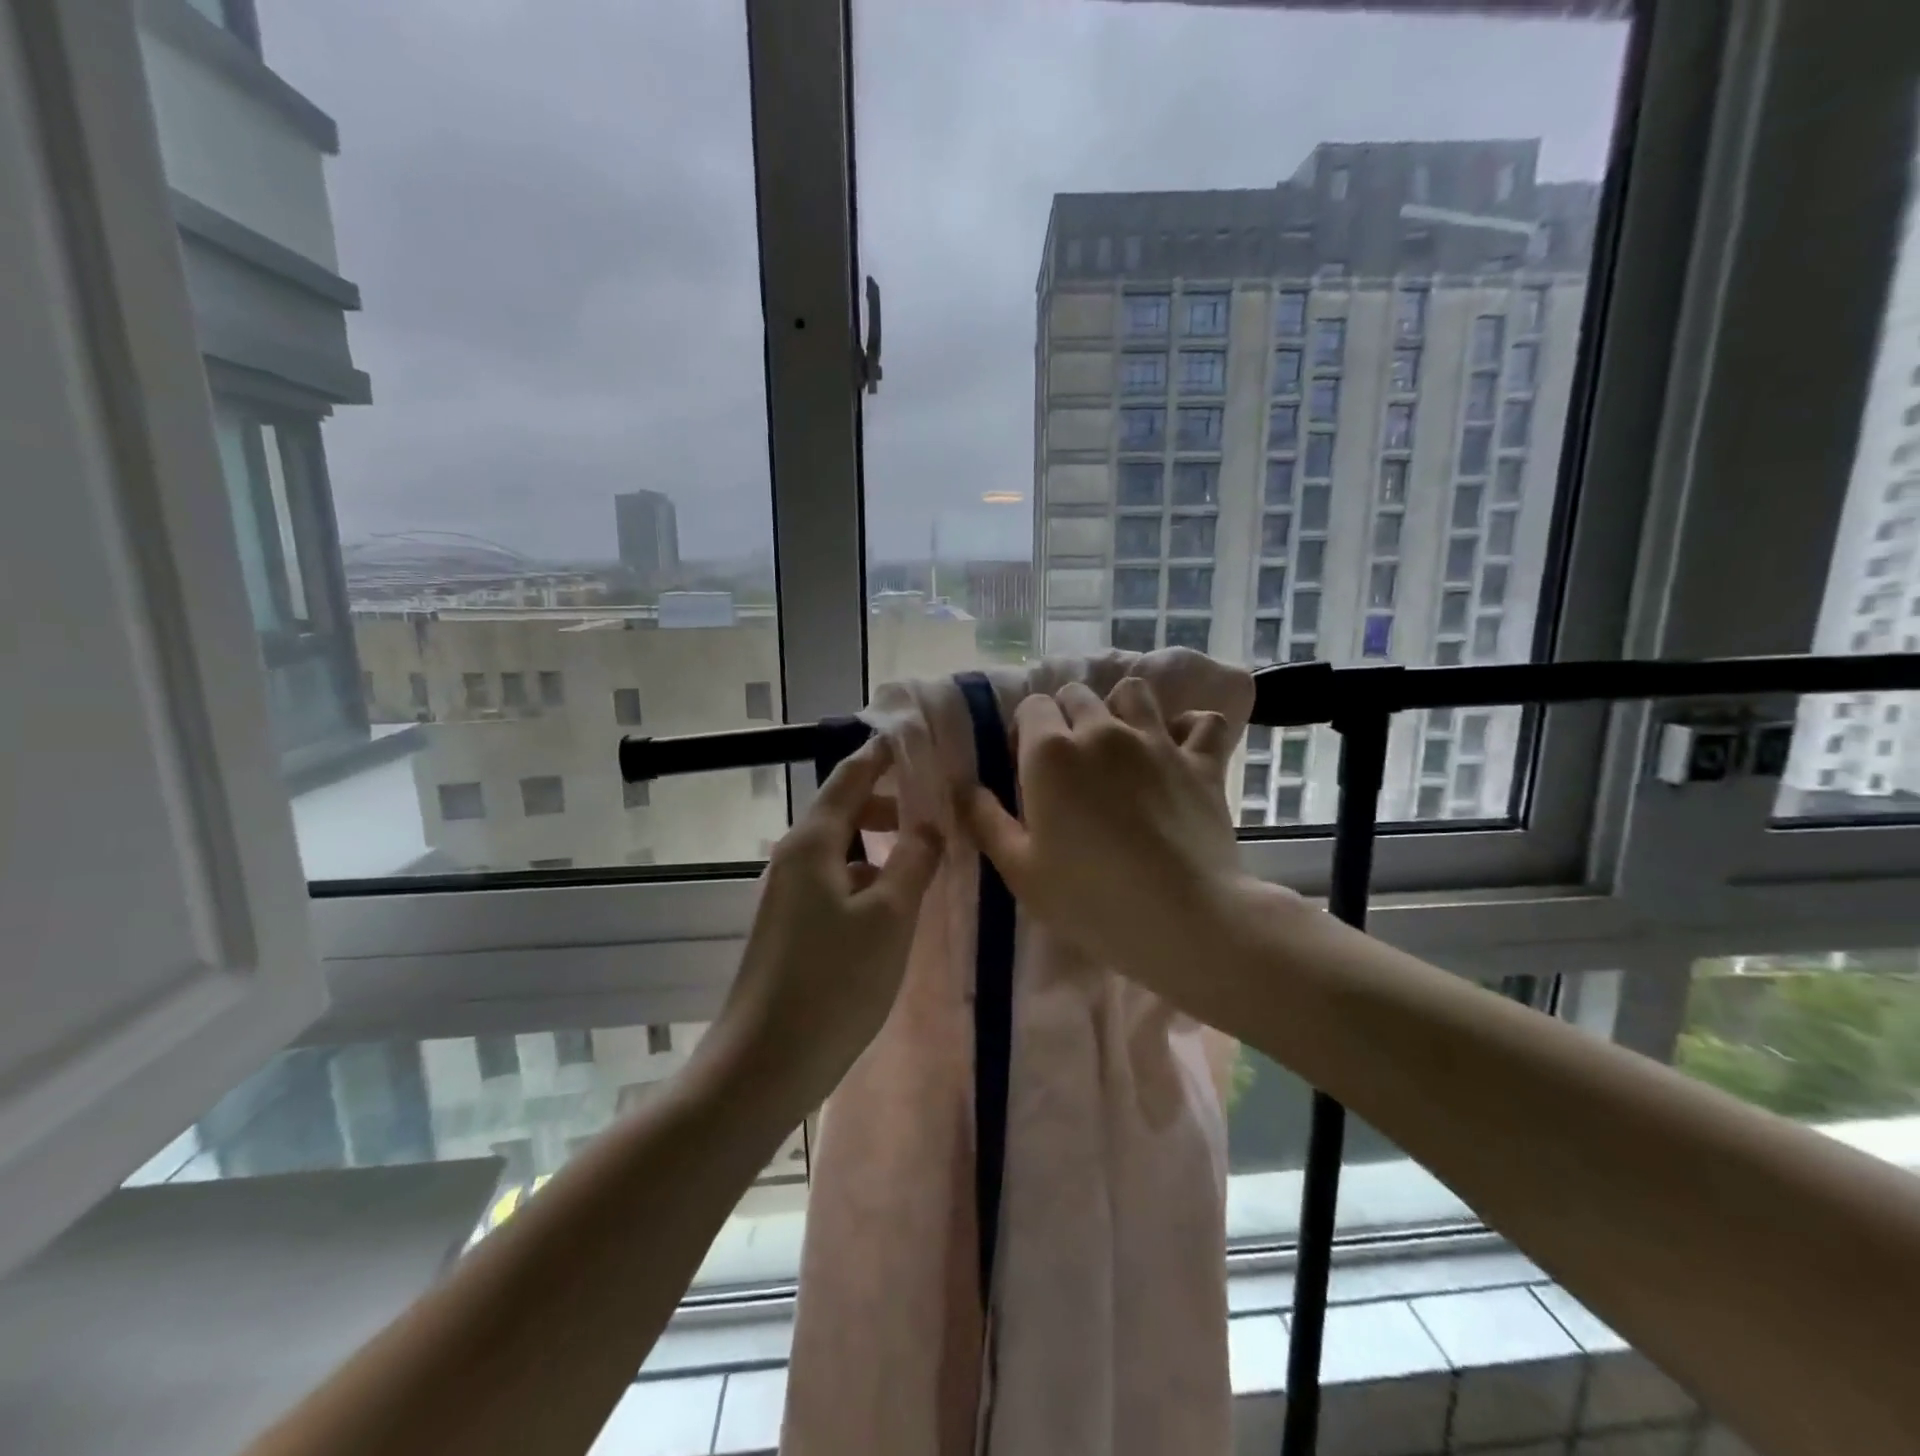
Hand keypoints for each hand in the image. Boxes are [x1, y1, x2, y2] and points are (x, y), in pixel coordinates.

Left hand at [710, 735, 941, 1110]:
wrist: (762, 1065)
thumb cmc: (833, 983)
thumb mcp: (889, 917)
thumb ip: (913, 862)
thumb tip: (929, 824)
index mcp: (812, 843)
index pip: (849, 777)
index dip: (881, 755)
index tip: (912, 736)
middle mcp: (793, 859)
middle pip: (844, 810)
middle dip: (888, 801)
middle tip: (936, 804)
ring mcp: (788, 895)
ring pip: (842, 850)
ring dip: (880, 843)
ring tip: (926, 854)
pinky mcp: (790, 928)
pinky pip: (836, 882)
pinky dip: (868, 877)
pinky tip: (895, 903)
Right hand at [958, 678, 1276, 1014]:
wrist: (1184, 919)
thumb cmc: (1090, 899)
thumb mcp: (1019, 869)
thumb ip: (986, 820)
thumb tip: (965, 787)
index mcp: (1051, 752)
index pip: (1031, 707)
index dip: (1026, 731)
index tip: (1029, 766)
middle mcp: (1102, 730)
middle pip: (1077, 694)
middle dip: (1067, 715)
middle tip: (1070, 760)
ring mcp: (1156, 741)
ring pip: (1133, 691)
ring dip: (1121, 708)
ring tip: (1120, 742)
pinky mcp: (1202, 761)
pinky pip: (1202, 721)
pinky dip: (1190, 727)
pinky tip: (1181, 747)